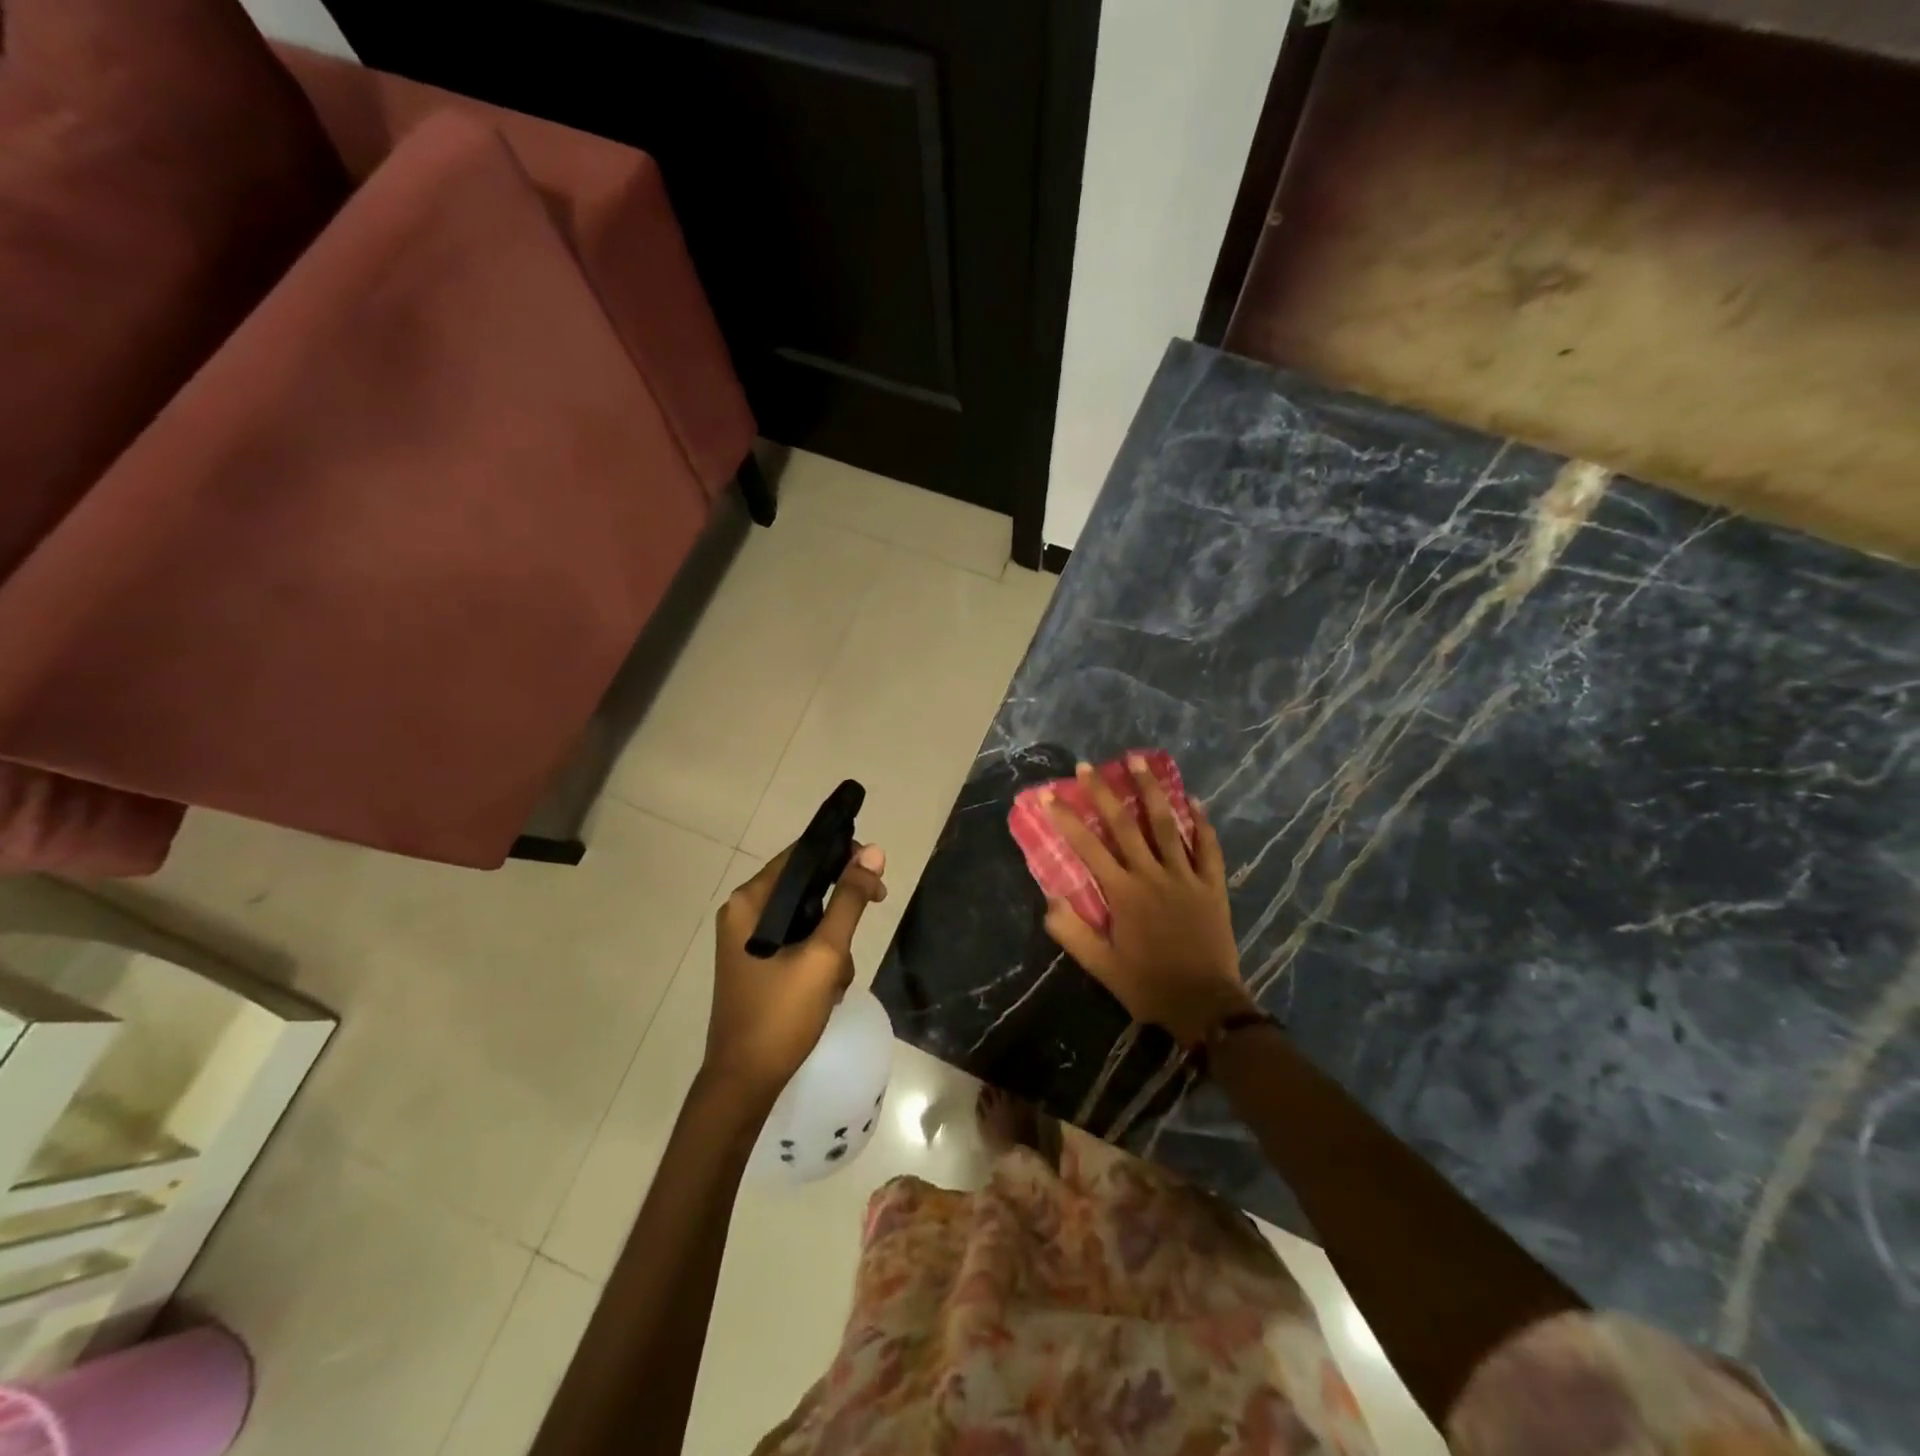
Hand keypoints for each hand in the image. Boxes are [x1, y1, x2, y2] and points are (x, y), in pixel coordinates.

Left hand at [706, 842, 887, 1103]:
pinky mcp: (756, 963)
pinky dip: (818, 957)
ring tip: (838, 976)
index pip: (801, 854)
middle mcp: (743, 912)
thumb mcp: (824, 954)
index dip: (841, 855)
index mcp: (749, 901)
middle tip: (875, 909)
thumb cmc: (781, 1014)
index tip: (875, 874)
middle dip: (840, 906)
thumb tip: (874, 852)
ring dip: (832, 940)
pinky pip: (796, 941)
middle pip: (805, 885)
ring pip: (805, 917)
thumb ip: (849, 901)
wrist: (744, 1083)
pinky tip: (828, 989)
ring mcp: (748, 940)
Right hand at [1042, 756, 1251, 1045]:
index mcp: (1123, 893)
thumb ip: (1073, 933)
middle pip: (1124, 825)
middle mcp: (1152, 875)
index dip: (1066, 819)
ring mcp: (1185, 877)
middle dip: (1103, 792)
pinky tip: (1194, 800)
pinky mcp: (1212, 886)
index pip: (1088, 848)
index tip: (1049, 795)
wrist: (1206, 1005)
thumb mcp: (1102, 967)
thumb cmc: (1149, 985)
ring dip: (1151, 790)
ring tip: (1138, 760)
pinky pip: (1208, 848)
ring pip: (1166, 825)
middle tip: (1088, 765)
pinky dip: (1201, 823)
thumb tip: (1049, 900)